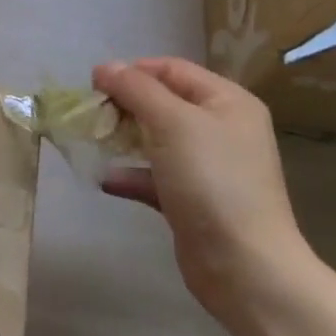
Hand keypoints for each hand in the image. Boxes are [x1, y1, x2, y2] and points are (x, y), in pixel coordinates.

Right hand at [93, 57, 311, 318]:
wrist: (244, 267)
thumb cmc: (212, 180)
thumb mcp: (172, 122)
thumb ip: (135, 88)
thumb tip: (104, 67)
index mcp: (227, 101)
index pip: (171, 69)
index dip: (132, 71)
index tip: (94, 84)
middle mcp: (221, 129)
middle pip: (162, 102)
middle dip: (124, 105)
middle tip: (91, 114)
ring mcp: (208, 167)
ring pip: (155, 139)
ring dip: (122, 137)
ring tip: (92, 141)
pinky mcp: (192, 200)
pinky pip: (154, 176)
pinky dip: (130, 174)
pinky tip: (105, 179)